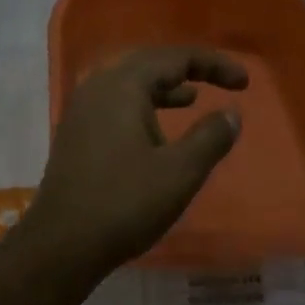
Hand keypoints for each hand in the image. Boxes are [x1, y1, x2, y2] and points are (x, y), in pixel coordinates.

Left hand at [22, 46, 246, 277]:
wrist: (61, 246)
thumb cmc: (124, 204)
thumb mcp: (179, 172)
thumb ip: (210, 137)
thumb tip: (231, 113)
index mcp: (122, 86)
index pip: (175, 58)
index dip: (214, 65)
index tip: (244, 83)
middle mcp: (98, 87)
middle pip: (149, 62)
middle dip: (188, 69)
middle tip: (220, 82)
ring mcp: (82, 110)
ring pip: (129, 83)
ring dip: (164, 87)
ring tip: (192, 98)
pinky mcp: (76, 133)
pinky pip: (115, 103)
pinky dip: (143, 105)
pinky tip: (156, 129)